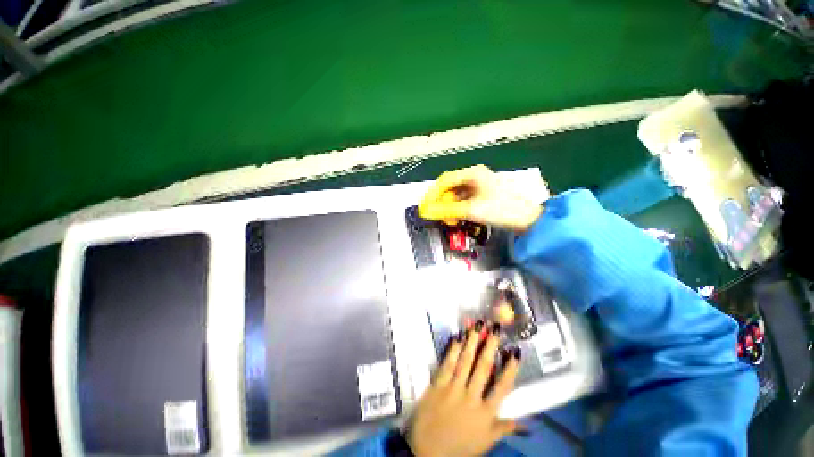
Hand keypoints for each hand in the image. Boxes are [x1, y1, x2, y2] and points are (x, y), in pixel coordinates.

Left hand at [406, 324, 521, 456]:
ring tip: (477, 326)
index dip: (510, 369)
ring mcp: (453, 389)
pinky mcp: (438, 385)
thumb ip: (503, 429)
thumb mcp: (485, 443)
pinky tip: (457, 337)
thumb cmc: (459, 448)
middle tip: (495, 329)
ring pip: (465, 361)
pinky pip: (447, 364)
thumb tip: (526, 423)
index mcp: (485, 414)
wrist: (427, 452)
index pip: (502, 387)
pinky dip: (453, 350)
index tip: (515, 352)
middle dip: (490, 346)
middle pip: (483, 367)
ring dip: (472, 342)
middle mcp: (471, 397)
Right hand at [418, 165, 542, 231]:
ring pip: (457, 195)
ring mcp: (480, 186)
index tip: (424, 206)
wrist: (528, 220)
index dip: (432, 194)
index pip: (444, 180)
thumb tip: (425, 212)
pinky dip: (459, 209)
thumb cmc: (501, 210)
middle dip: (442, 202)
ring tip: (449, 219)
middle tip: (437, 215)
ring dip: (450, 207)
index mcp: (473, 173)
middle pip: (450, 187)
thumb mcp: (471, 210)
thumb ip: (446, 210)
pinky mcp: (483, 195)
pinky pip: (465, 200)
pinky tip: (458, 218)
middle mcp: (475, 176)